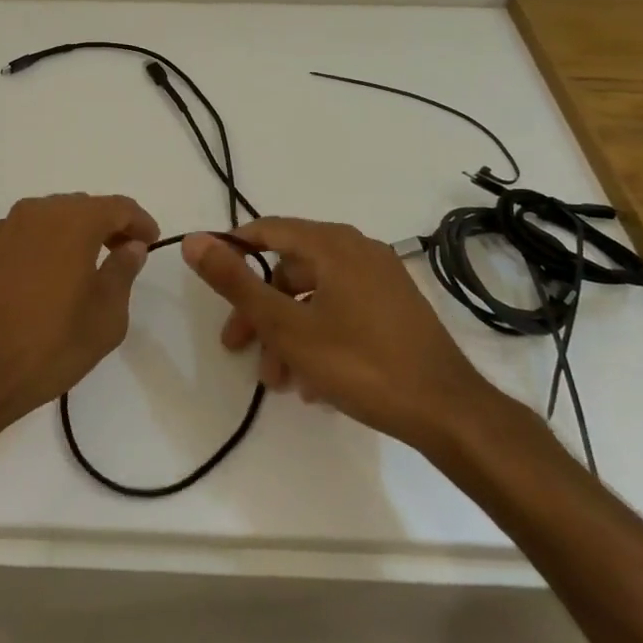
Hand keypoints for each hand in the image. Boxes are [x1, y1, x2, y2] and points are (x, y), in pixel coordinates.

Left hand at [0, 193, 158, 452]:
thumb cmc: (47, 348)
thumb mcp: (104, 319)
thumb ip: (122, 273)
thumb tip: (130, 246)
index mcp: (71, 222)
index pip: (117, 206)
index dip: (139, 222)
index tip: (149, 242)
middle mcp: (33, 214)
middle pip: (79, 207)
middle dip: (104, 226)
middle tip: (119, 254)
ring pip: (45, 220)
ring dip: (68, 235)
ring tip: (80, 269)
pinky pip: (18, 239)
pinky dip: (37, 250)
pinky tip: (38, 283)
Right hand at [180, 218, 496, 449]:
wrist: (448, 412)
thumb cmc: (360, 363)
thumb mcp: (285, 326)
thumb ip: (236, 282)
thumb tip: (194, 240)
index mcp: (333, 245)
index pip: (268, 230)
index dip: (232, 250)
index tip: (208, 278)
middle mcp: (358, 251)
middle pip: (289, 269)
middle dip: (259, 309)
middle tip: (236, 346)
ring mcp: (381, 280)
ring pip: (314, 297)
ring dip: (286, 333)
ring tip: (276, 380)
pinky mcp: (395, 308)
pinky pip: (341, 311)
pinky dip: (317, 337)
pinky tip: (311, 383)